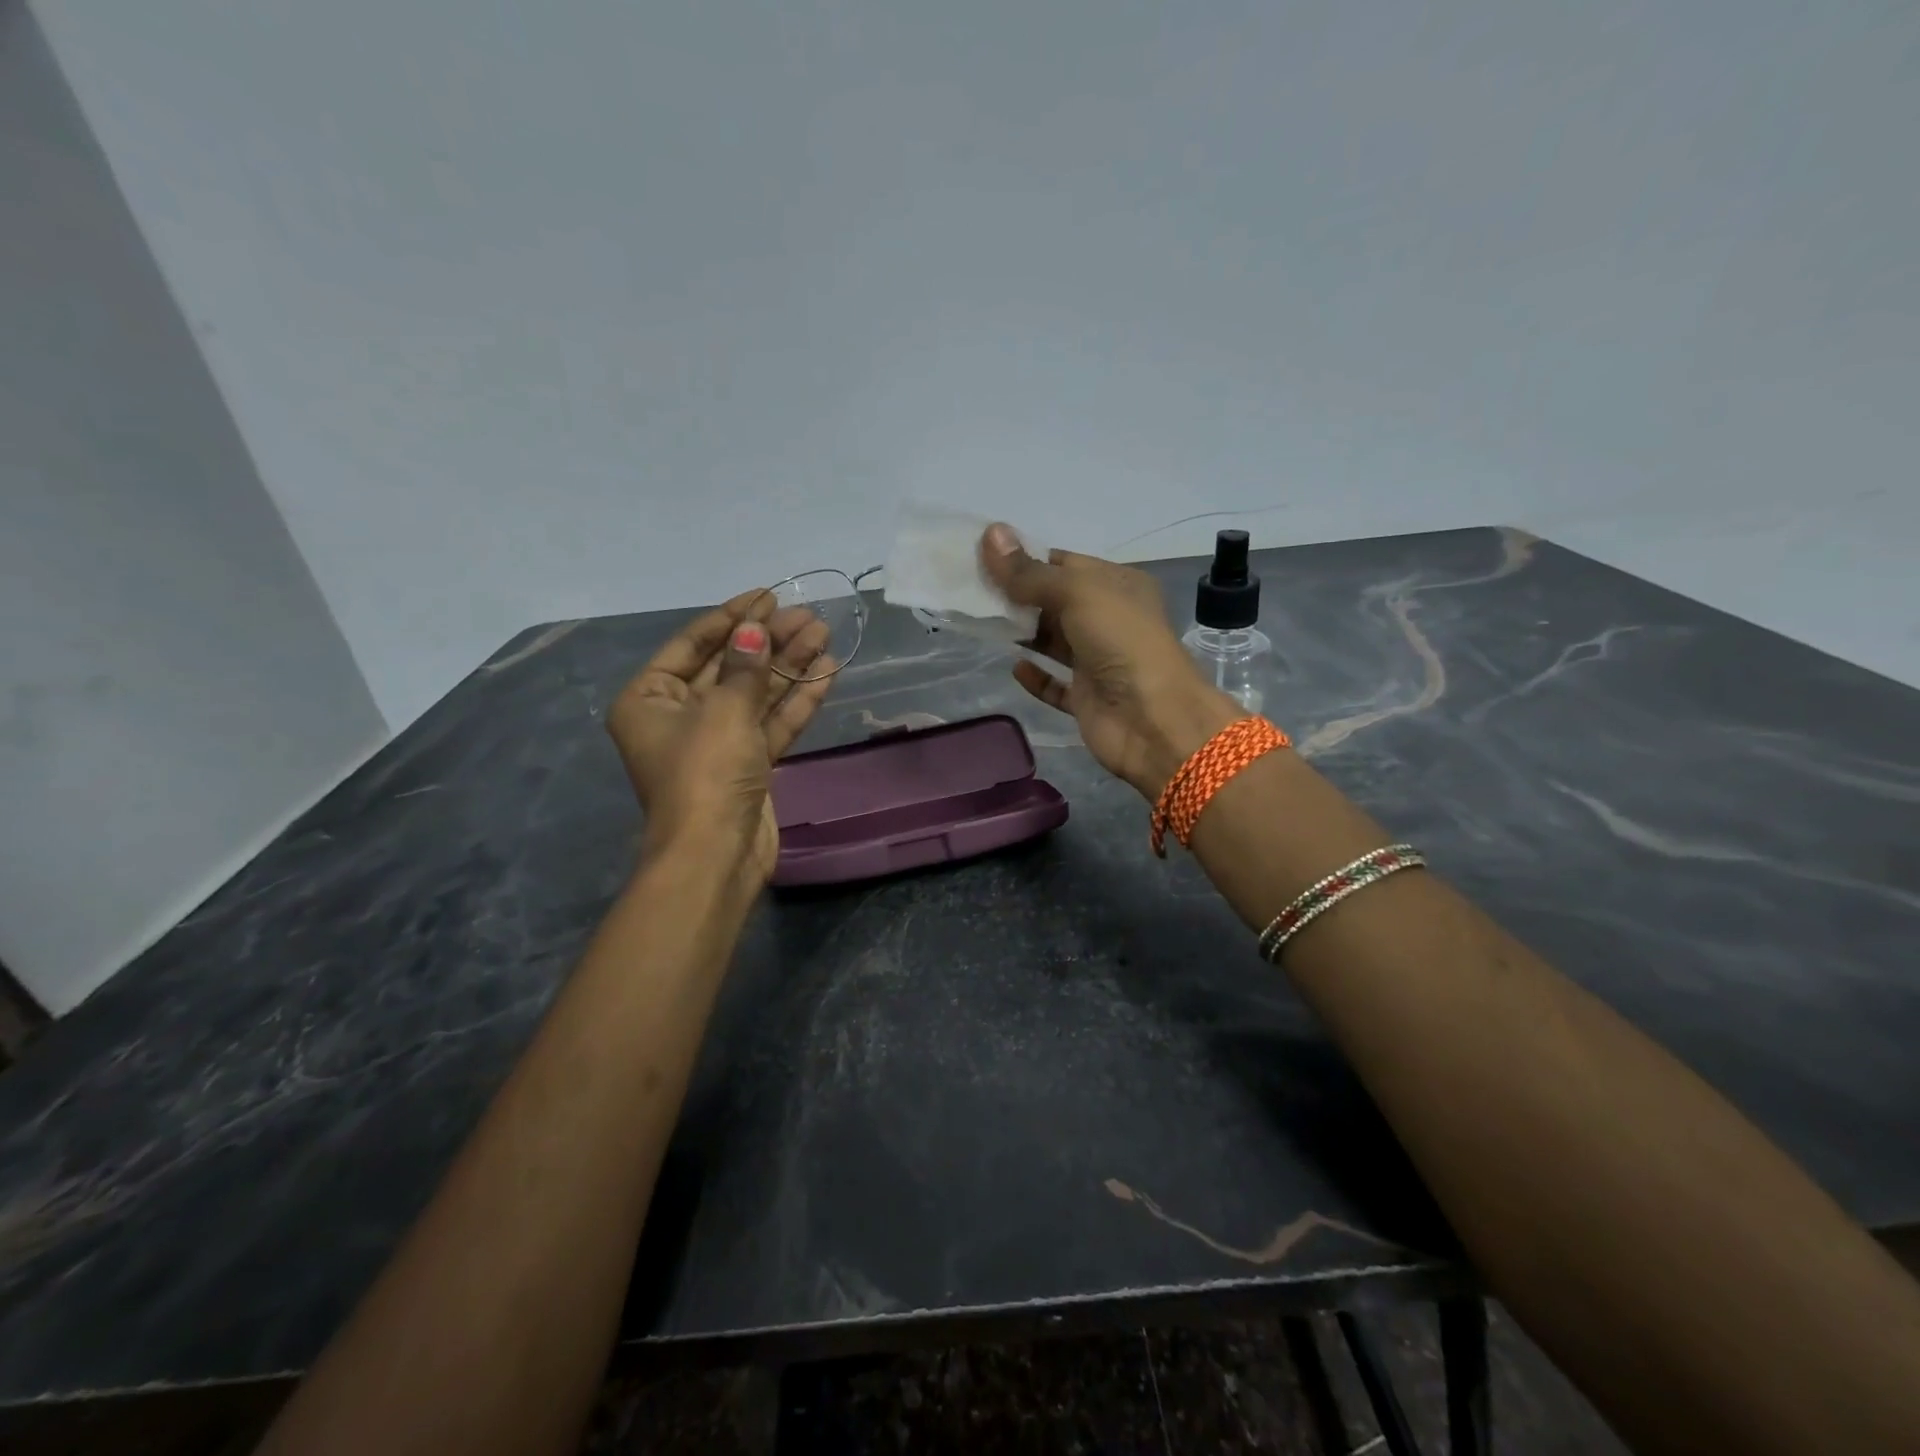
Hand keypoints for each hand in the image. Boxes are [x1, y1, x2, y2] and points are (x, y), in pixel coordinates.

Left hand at [607, 589, 833, 888]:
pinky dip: (797, 700)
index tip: (768, 596)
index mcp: (650, 699)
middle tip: (807, 616)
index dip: (732, 618)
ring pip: (756, 694)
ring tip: (824, 635)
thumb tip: (754, 630)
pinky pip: (772, 723)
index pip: (692, 645)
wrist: (716, 854)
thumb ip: (744, 666)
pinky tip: (826, 672)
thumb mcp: (724, 710)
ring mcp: (717, 743)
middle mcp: (679, 717)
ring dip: (789, 666)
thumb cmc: (705, 772)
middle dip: (768, 641)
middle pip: (729, 667)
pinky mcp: (748, 765)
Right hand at [980, 524, 1239, 798]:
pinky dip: (1036, 677)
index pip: (1065, 564)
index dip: (1027, 560)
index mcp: (1117, 585)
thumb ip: (1029, 572)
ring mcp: (1098, 661)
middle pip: (1055, 602)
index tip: (985, 558)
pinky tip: (1015, 667)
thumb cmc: (1120, 641)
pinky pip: (1055, 685)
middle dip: (1018, 596)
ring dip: (1023, 634)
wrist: (1153, 719)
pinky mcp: (1086, 699)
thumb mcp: (1076, 593)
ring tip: (982, 623)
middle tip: (973, 591)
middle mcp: (1109, 620)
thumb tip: (990, 533)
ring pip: (1053, 642)